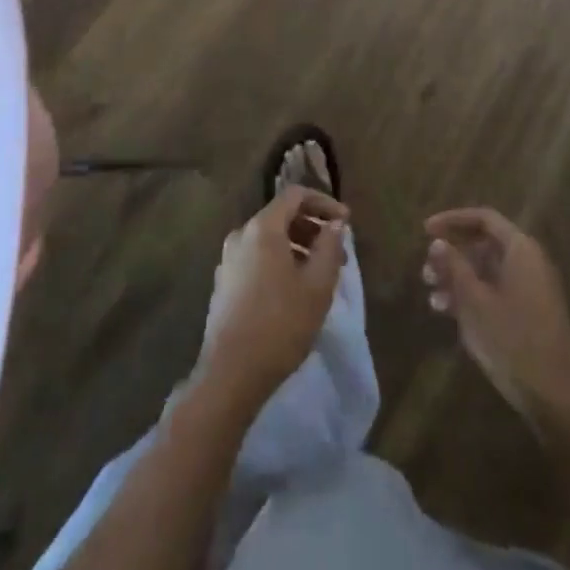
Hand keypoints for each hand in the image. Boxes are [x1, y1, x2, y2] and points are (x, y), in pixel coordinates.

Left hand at [200, 185, 348, 405]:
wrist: (230, 373)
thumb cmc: (281, 324)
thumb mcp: (317, 286)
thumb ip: (330, 247)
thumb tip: (335, 223)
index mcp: (262, 228)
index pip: (295, 195)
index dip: (324, 202)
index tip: (346, 222)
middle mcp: (240, 235)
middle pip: (281, 216)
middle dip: (313, 228)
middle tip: (338, 253)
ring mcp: (228, 259)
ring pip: (269, 239)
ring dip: (298, 247)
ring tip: (320, 274)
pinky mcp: (224, 283)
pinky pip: (257, 258)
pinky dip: (279, 261)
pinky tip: (294, 291)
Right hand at [424, 208, 569, 424]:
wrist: (556, 398)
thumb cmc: (512, 340)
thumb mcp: (474, 301)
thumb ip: (454, 267)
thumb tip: (438, 242)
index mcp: (521, 250)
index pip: (484, 219)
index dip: (452, 220)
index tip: (425, 231)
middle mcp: (529, 262)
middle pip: (485, 245)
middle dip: (452, 255)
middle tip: (426, 270)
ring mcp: (532, 290)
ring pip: (488, 271)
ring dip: (458, 279)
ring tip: (431, 296)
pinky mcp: (530, 314)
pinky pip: (496, 291)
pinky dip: (472, 296)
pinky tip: (447, 313)